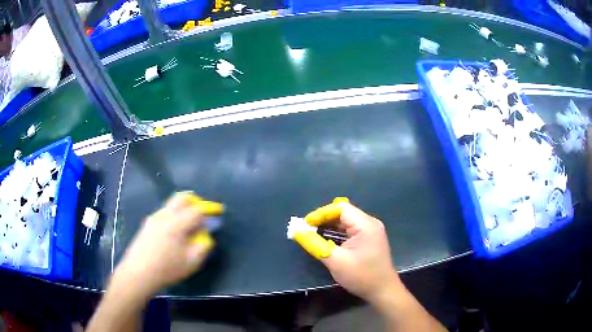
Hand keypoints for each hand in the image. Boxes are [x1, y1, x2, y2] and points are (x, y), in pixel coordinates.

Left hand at [113, 192, 219, 296]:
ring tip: (187, 226)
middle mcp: (165, 215)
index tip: (217, 212)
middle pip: (181, 198)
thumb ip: (203, 246)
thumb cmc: (168, 268)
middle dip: (194, 201)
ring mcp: (154, 218)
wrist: (139, 272)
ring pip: (171, 205)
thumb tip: (206, 235)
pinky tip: (172, 233)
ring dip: (182, 209)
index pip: (196, 210)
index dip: (209, 210)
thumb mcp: (192, 262)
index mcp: (177, 223)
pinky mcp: (147, 224)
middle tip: (200, 212)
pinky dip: (172, 216)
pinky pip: (163, 213)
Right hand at [302, 200, 402, 303]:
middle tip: (307, 230)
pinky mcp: (370, 239)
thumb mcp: (335, 261)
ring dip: (330, 227)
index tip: (305, 224)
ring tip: (314, 234)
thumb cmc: (361, 276)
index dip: (321, 213)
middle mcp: (370, 223)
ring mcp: (371, 231)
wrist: (383, 291)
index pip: (340, 208)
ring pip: (347, 221)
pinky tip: (327, 241)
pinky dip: (338, 233)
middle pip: (344, 213)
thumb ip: (315, 244)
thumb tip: (297, 231)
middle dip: (324, 219)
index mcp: (365, 225)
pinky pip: (351, 230)